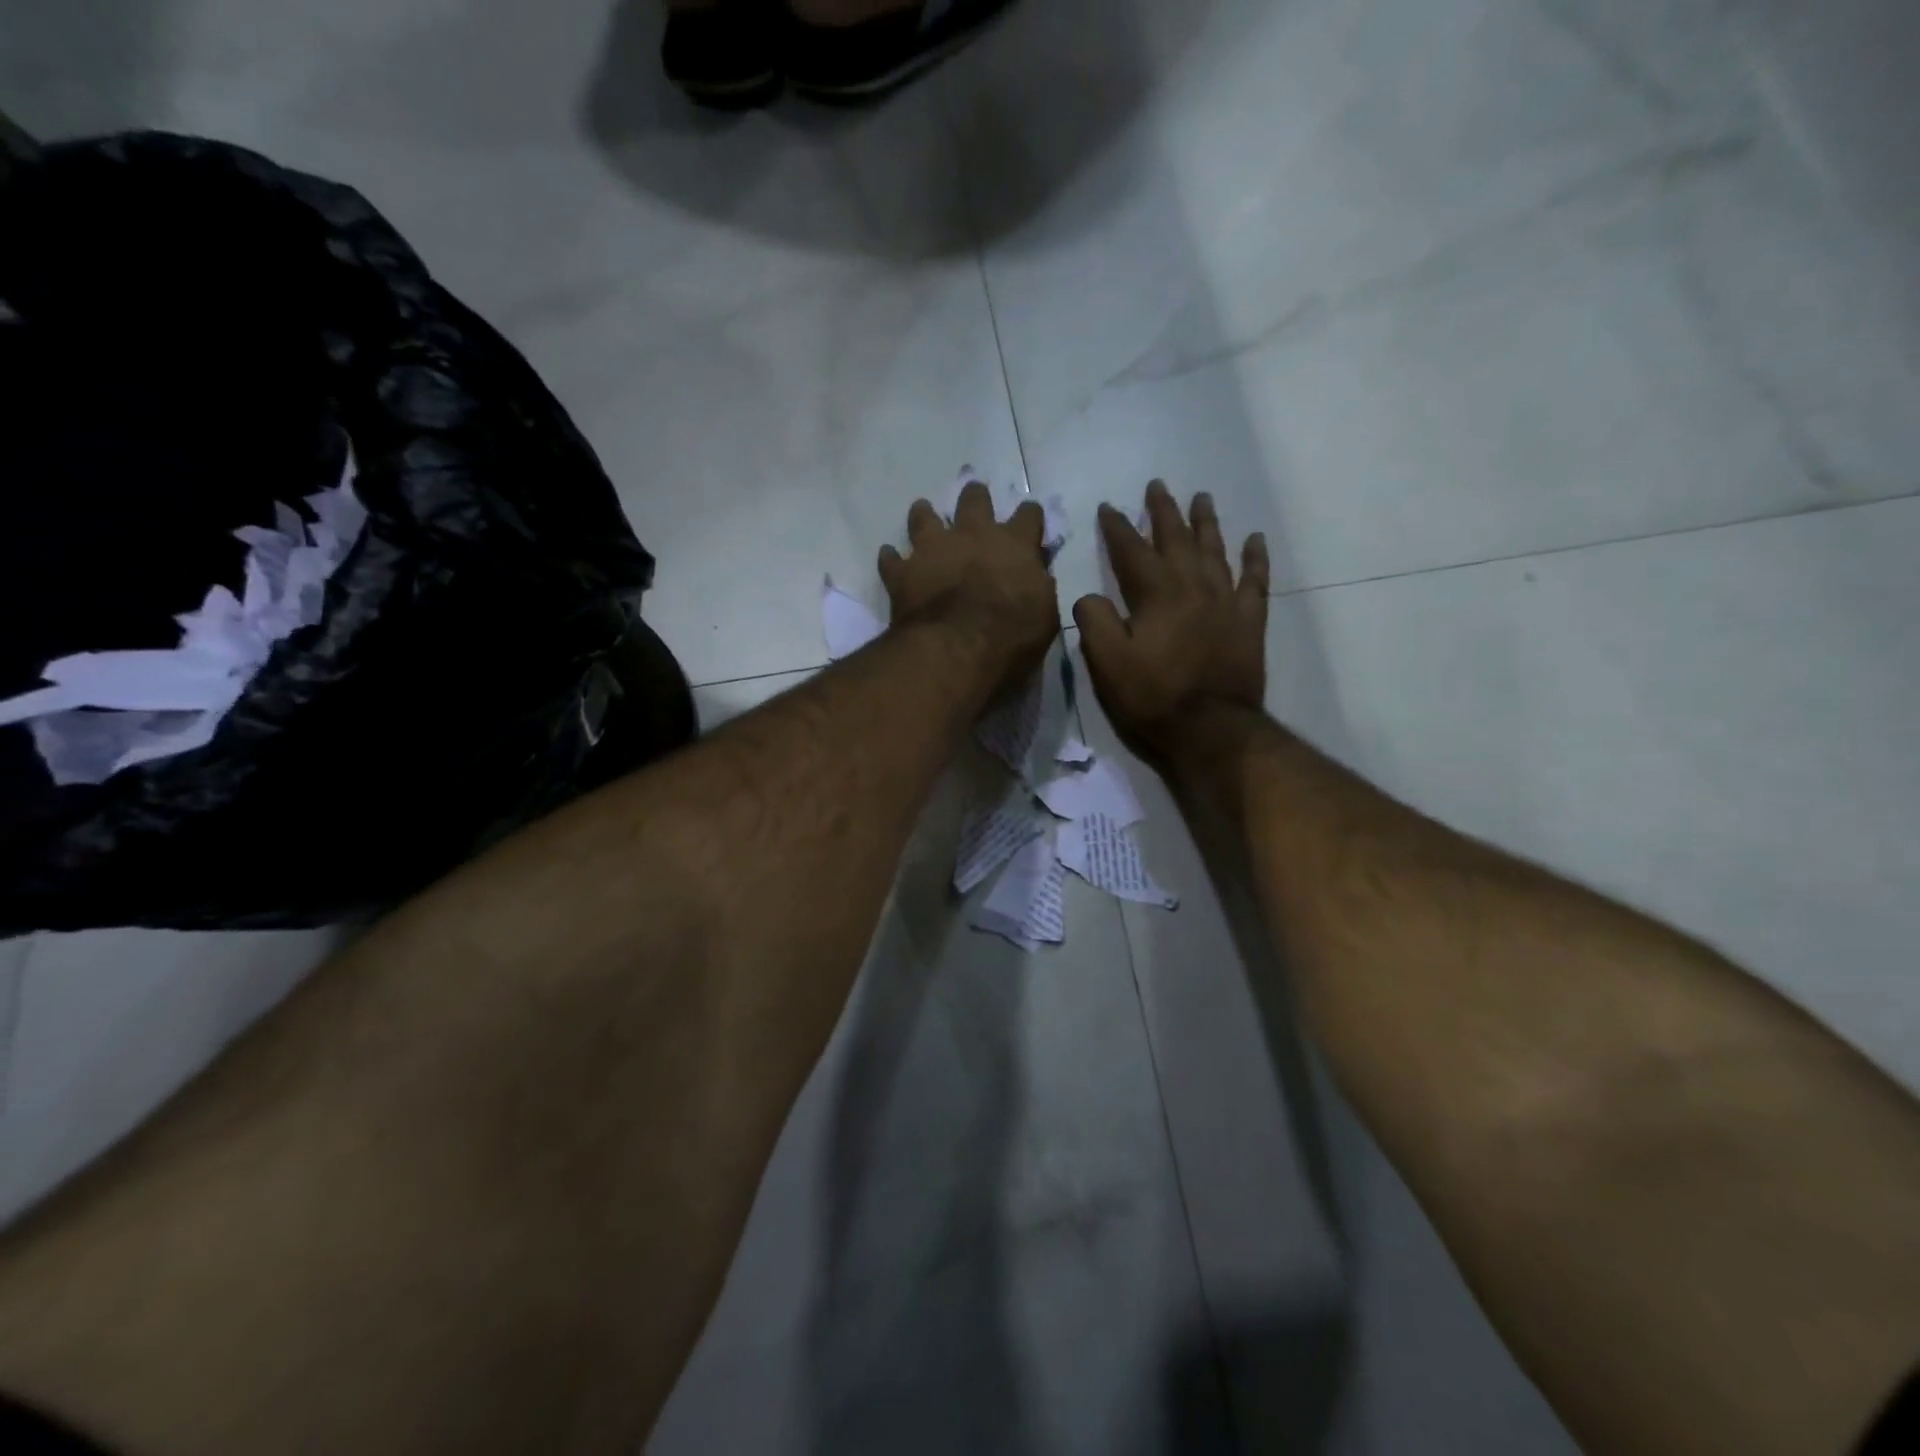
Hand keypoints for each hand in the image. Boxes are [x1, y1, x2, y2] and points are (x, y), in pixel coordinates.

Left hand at [879, 481, 1059, 696]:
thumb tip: (1034, 581)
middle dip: (975, 497)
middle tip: (974, 498)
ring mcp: (933, 549)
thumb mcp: (1044, 616)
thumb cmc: (1010, 635)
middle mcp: (972, 535)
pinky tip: (890, 559)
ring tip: (923, 512)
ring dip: (924, 515)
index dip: (1029, 516)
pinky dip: (891, 559)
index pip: (1028, 515)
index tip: (1029, 518)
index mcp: (1014, 544)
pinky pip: (891, 559)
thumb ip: (1038, 590)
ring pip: (924, 517)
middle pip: (974, 500)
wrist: (956, 649)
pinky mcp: (903, 572)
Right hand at [1074, 481, 1269, 756]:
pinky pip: (1255, 581)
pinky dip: (1255, 559)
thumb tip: (1089, 597)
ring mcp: (1225, 602)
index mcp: (1156, 595)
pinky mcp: (1249, 623)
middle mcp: (1193, 587)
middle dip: (1163, 512)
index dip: (1117, 528)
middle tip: (1157, 486)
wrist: (1211, 730)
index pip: (1132, 550)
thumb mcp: (1107, 664)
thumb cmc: (1153, 697)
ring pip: (1215, 551)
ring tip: (1201, 498)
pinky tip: (1254, 540)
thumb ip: (1094, 622)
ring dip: (1206, 523)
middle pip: (1177, 540)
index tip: (1109, 507)